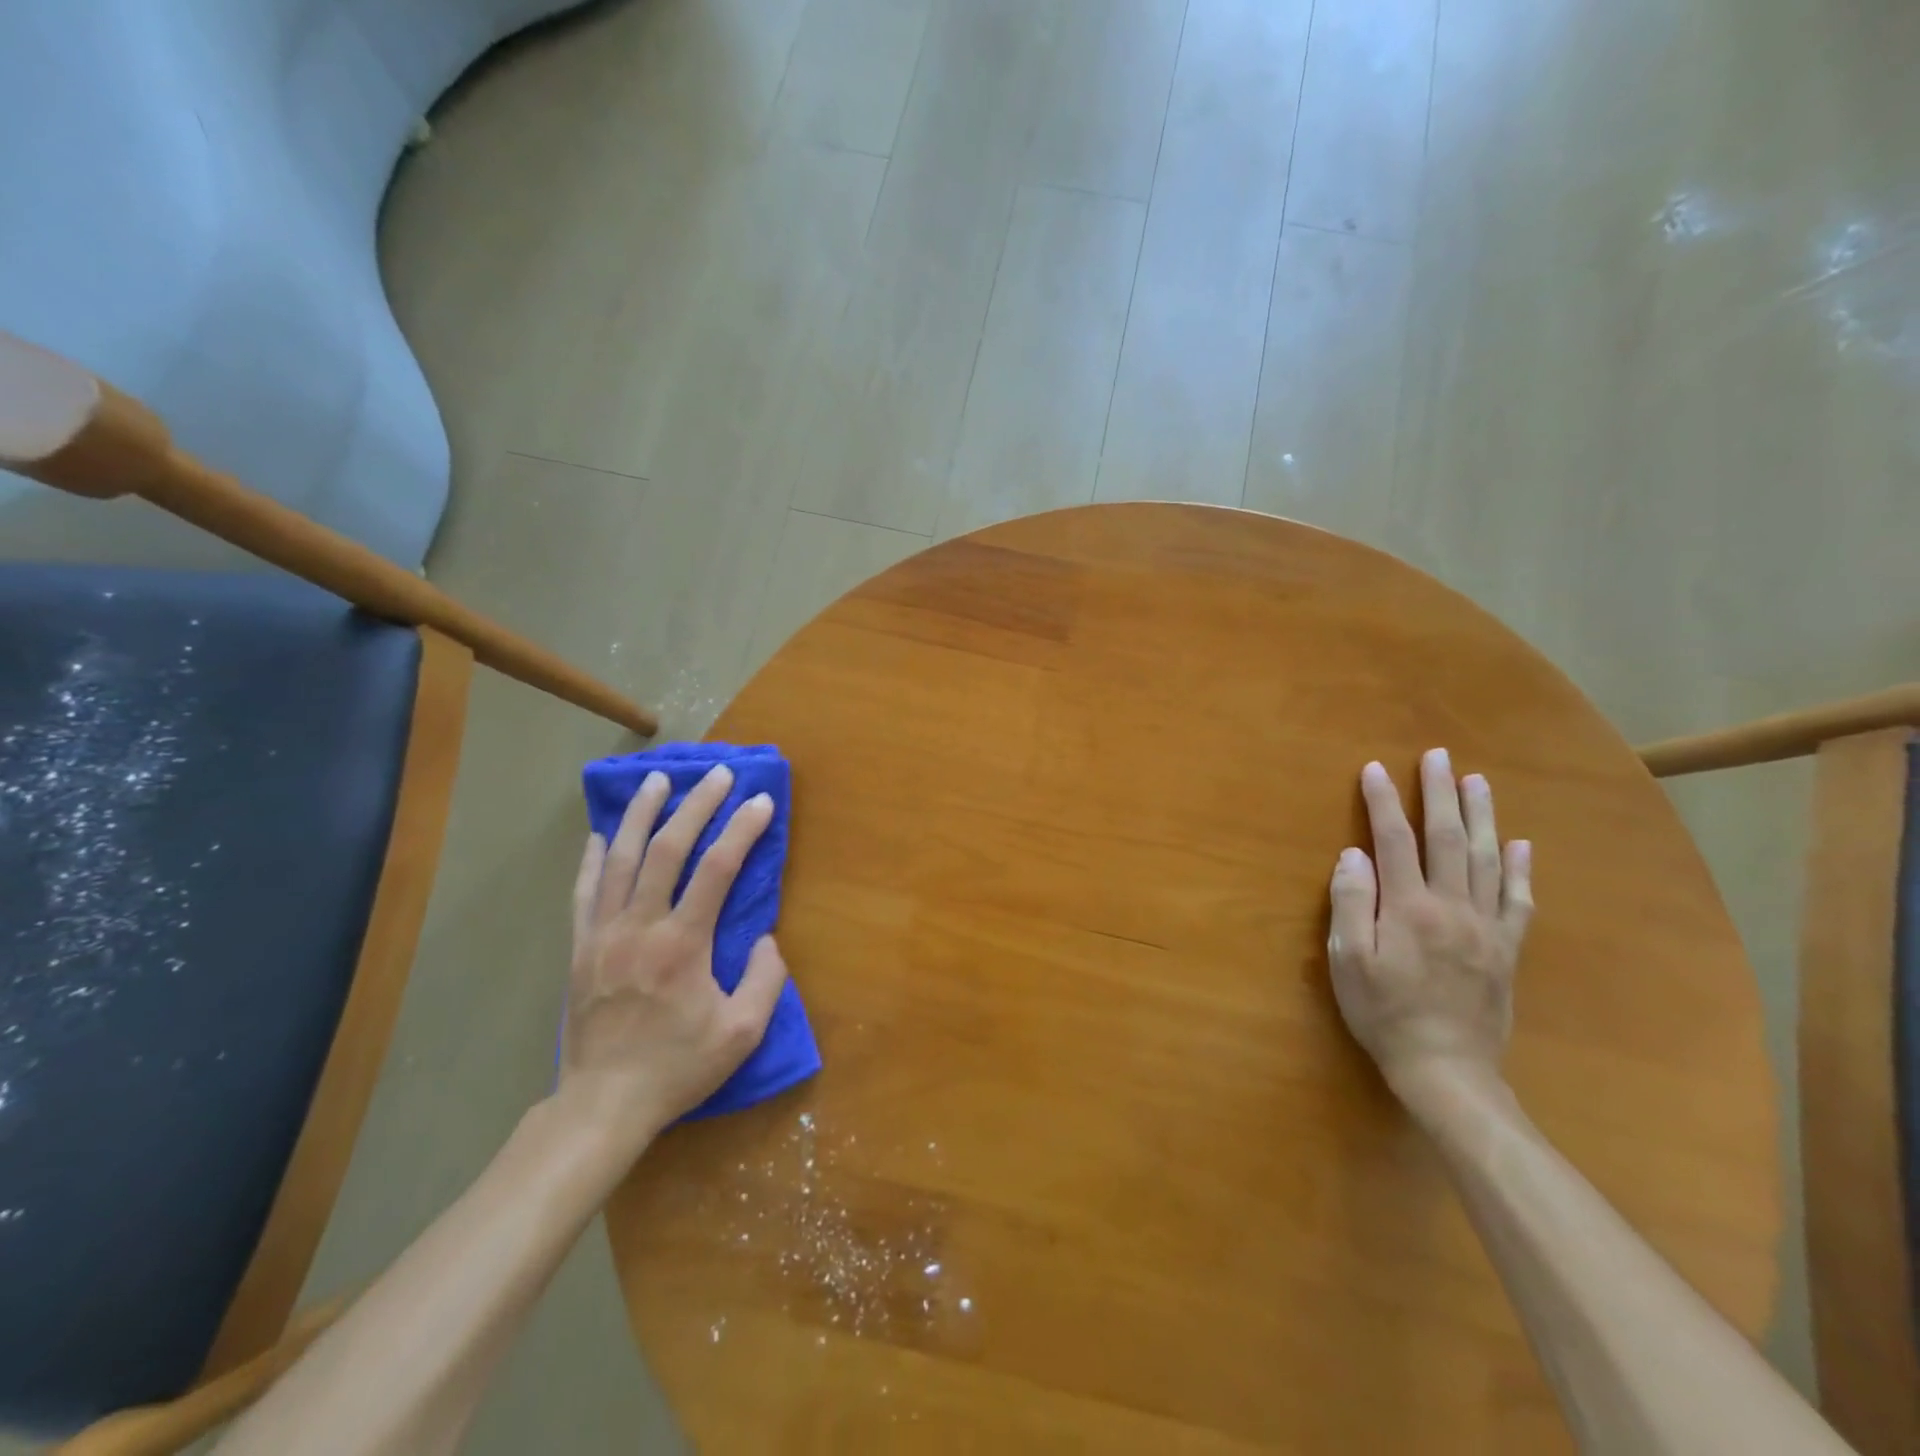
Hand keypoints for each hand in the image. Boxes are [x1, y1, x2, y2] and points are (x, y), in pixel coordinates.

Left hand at [561, 764, 788, 1149]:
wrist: (603, 1104)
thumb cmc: (678, 1067)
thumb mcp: (742, 1034)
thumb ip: (765, 980)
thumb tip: (766, 938)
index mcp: (683, 945)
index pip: (718, 869)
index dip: (742, 830)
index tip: (761, 802)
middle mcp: (640, 927)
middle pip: (667, 849)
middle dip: (696, 805)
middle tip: (717, 773)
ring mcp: (602, 934)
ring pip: (621, 859)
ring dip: (641, 814)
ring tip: (656, 779)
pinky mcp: (578, 947)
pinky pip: (584, 891)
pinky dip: (594, 857)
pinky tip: (602, 834)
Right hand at [1327, 749, 1532, 1095]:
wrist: (1446, 1068)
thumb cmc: (1384, 1012)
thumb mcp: (1348, 961)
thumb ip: (1351, 903)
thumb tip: (1353, 855)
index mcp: (1409, 908)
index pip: (1393, 841)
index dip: (1383, 802)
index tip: (1374, 769)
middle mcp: (1452, 907)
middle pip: (1448, 839)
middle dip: (1440, 794)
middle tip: (1437, 757)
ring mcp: (1486, 927)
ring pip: (1488, 860)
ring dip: (1482, 816)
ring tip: (1477, 782)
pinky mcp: (1506, 949)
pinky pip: (1518, 901)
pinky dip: (1520, 869)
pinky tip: (1521, 845)